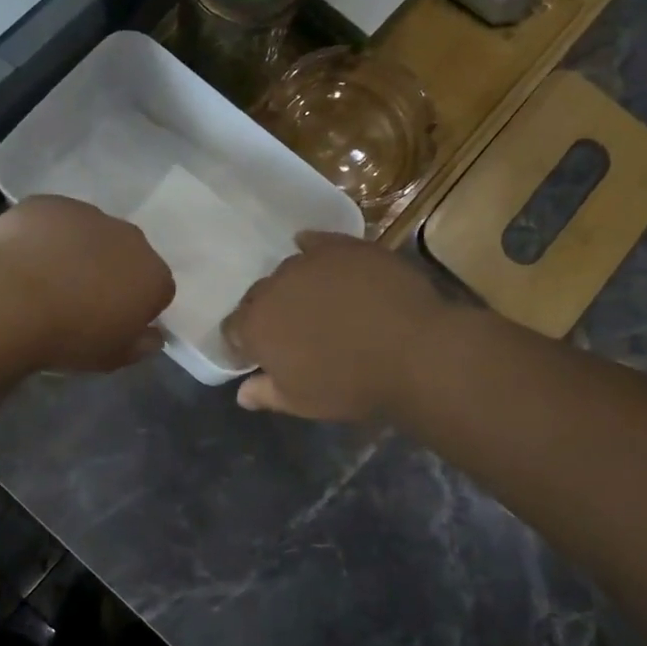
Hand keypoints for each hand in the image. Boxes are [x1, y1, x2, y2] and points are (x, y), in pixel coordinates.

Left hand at [0, 196, 174, 370]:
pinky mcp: (50, 203)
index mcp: (152, 276)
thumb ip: (141, 345)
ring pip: (91, 233)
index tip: (113, 322)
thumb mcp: (113, 357)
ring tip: (46, 280)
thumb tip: (154, 336)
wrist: (10, 301)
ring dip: (78, 251)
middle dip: (111, 272)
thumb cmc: (69, 337)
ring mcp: (89, 214)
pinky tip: (23, 260)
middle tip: (80, 300)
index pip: (158, 290)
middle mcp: (130, 238)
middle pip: (127, 255)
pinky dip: (45, 236)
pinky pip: (54, 220)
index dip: (137, 307)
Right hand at [221, 232, 448, 420]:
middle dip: (269, 313)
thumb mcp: (302, 402)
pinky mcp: (342, 246)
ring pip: (289, 271)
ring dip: (295, 287)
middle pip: (259, 297)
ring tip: (320, 303)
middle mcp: (274, 287)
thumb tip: (241, 392)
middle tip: (294, 333)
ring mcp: (309, 261)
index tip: (260, 357)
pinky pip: (317, 243)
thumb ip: (266, 393)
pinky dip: (314, 252)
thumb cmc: (352, 385)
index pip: (233, 329)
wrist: (414, 352)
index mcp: (256, 326)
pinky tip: (324, 262)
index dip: (244, 344)